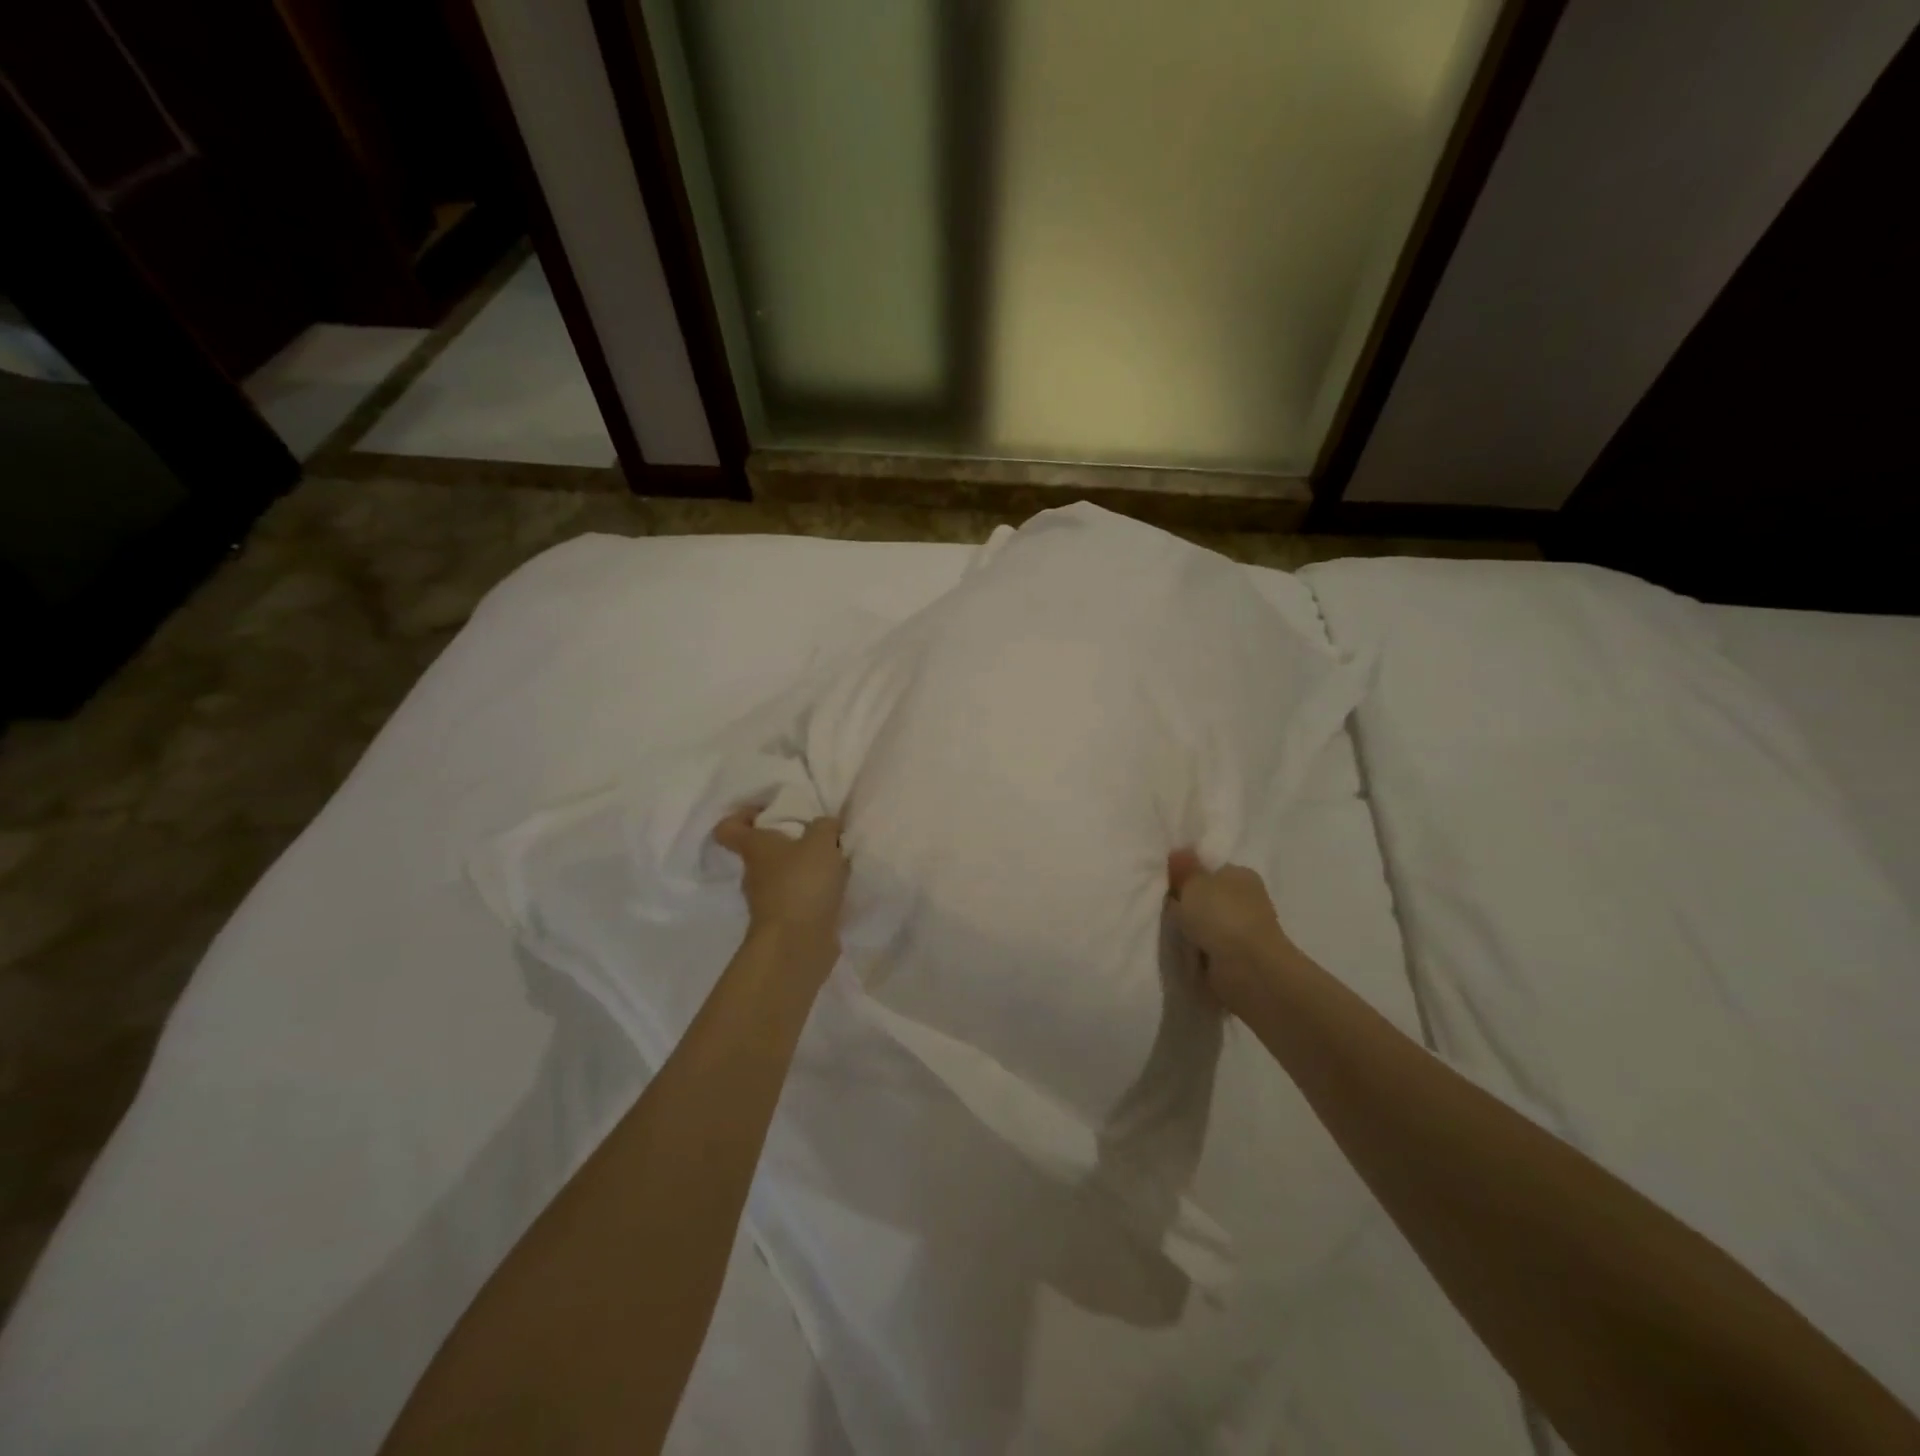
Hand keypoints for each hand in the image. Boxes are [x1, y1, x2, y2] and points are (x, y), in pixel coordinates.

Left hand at [713, 811, 849, 967]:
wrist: (798, 944)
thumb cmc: (802, 884)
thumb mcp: (821, 842)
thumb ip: (824, 827)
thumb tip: (825, 826)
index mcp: (755, 848)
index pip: (728, 828)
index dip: (742, 815)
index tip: (766, 811)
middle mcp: (754, 873)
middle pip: (761, 851)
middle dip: (786, 841)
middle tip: (815, 836)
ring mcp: (767, 901)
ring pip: (782, 875)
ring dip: (803, 869)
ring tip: (833, 863)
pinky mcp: (785, 921)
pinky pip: (798, 898)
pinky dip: (813, 892)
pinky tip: (836, 888)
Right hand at [1166, 850, 1292, 1013]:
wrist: (1247, 969)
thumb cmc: (1221, 915)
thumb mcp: (1194, 883)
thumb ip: (1184, 869)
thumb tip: (1179, 852)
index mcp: (1240, 874)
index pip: (1210, 870)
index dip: (1188, 875)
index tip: (1167, 885)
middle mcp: (1246, 899)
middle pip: (1207, 897)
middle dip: (1187, 905)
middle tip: (1163, 910)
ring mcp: (1243, 931)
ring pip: (1207, 925)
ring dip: (1191, 931)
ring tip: (1169, 934)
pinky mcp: (1238, 958)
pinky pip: (1208, 949)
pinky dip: (1197, 952)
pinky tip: (1182, 952)